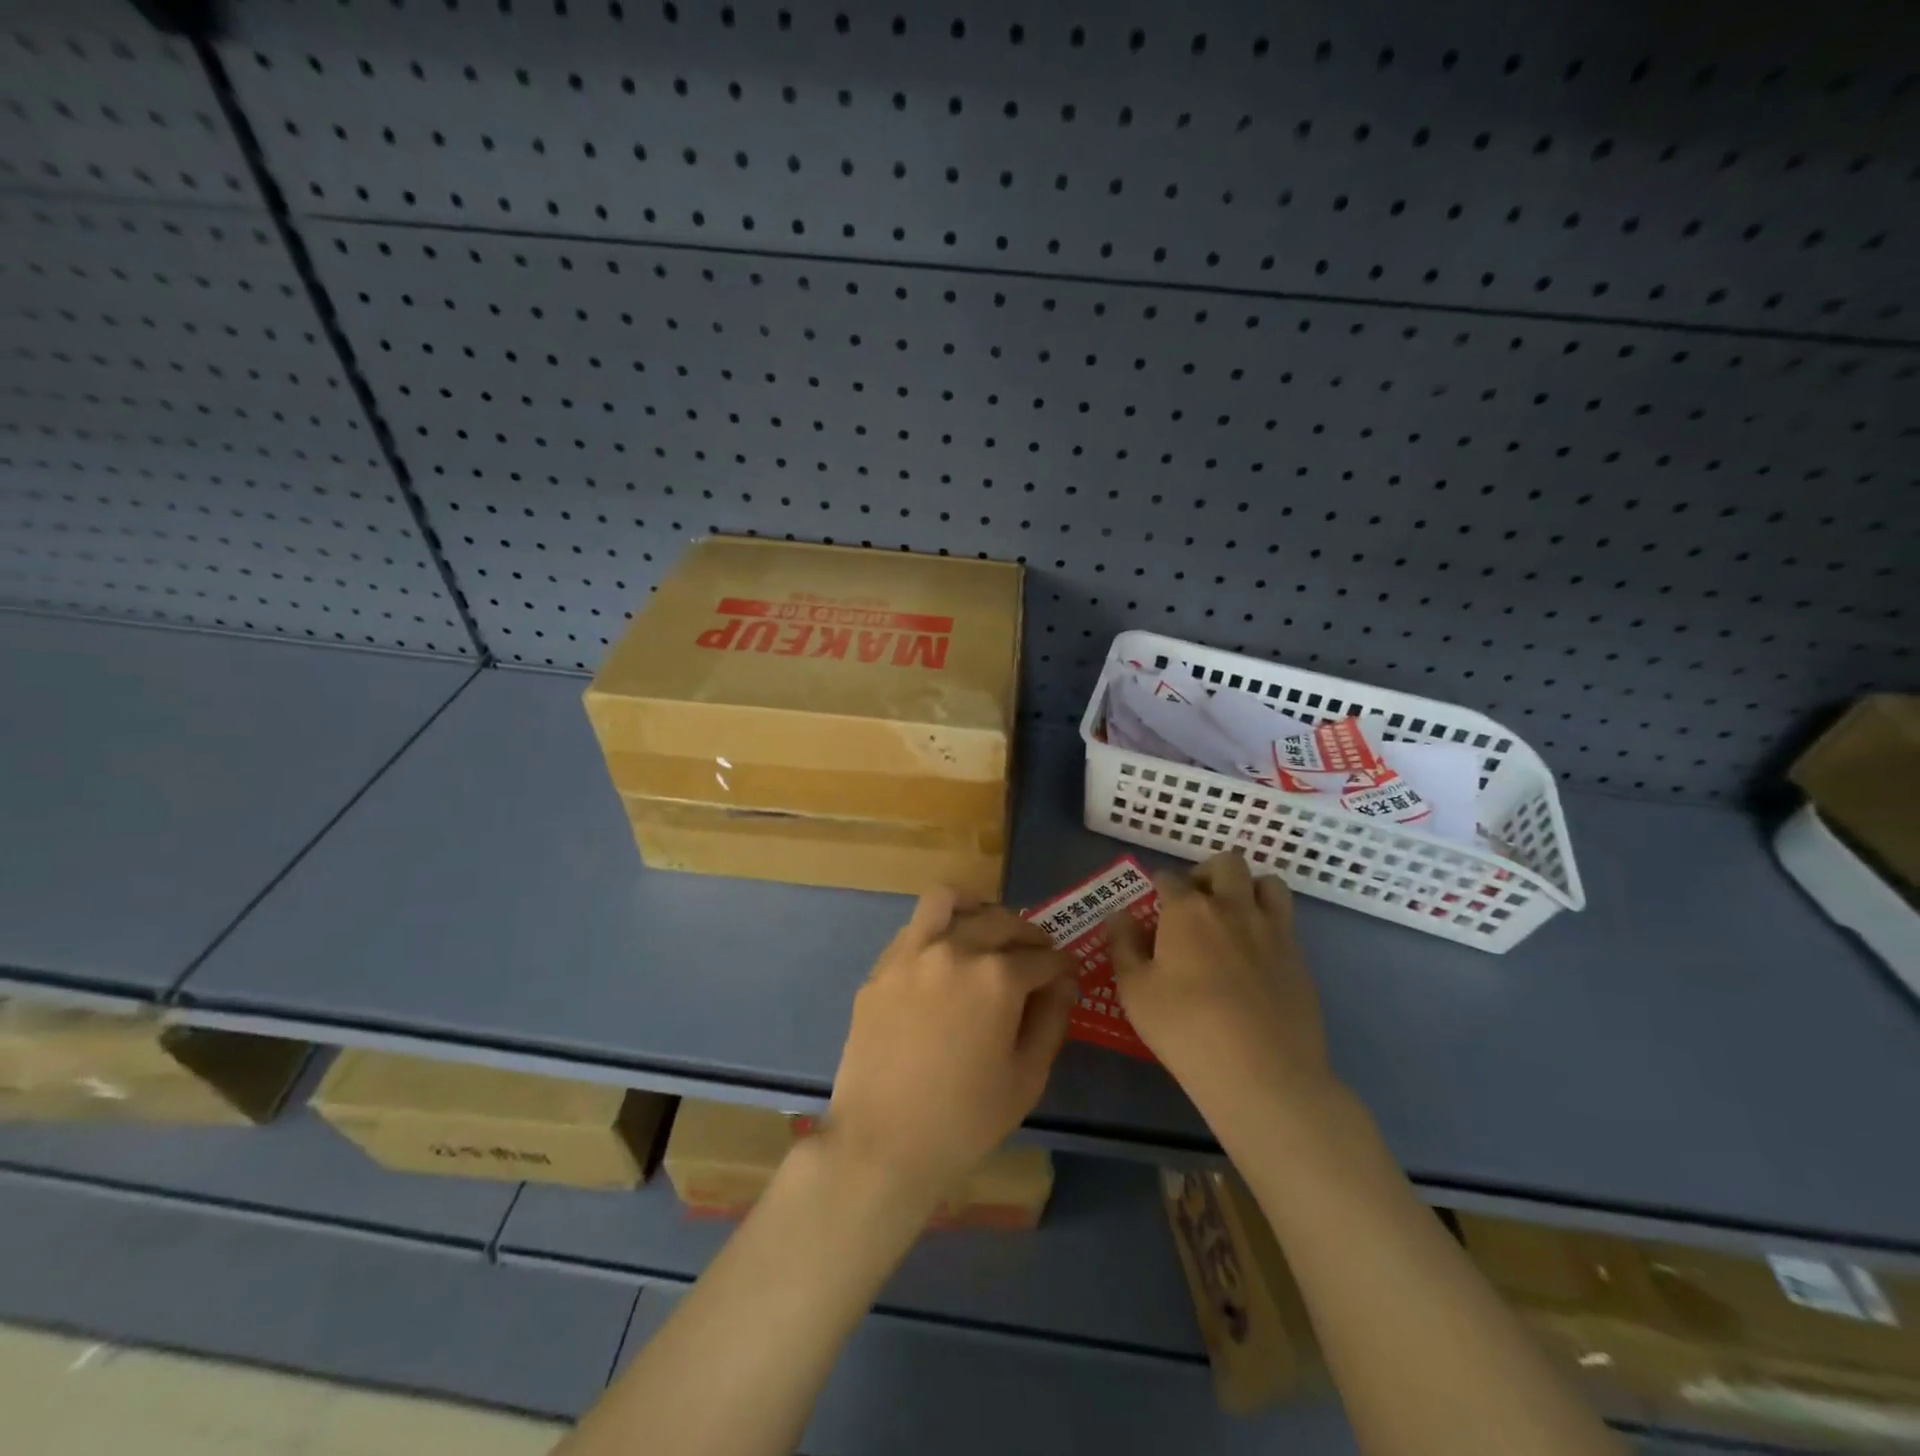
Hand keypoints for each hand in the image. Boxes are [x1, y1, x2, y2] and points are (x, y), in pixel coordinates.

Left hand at [823, 890, 1075, 1207]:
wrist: (882, 1143)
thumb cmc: (965, 1119)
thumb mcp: (1027, 1076)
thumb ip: (1051, 1019)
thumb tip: (1061, 983)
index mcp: (997, 977)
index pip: (1043, 957)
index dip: (1062, 967)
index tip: (1066, 976)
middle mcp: (954, 950)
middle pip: (1001, 920)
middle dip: (1029, 935)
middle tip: (1036, 955)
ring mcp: (911, 954)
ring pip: (948, 901)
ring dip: (977, 908)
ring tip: (986, 928)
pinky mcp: (881, 968)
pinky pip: (914, 929)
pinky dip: (938, 930)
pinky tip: (945, 958)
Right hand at [1111, 852, 1336, 1134]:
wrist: (1262, 1073)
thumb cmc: (1185, 1029)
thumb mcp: (1135, 991)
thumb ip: (1124, 946)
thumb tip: (1119, 916)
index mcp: (1187, 910)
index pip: (1169, 878)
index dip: (1158, 888)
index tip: (1153, 906)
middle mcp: (1232, 907)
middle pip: (1226, 863)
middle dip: (1207, 873)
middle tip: (1195, 904)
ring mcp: (1272, 930)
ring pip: (1267, 883)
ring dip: (1248, 889)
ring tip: (1234, 917)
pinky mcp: (1299, 958)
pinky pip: (1286, 920)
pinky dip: (1269, 922)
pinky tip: (1256, 954)